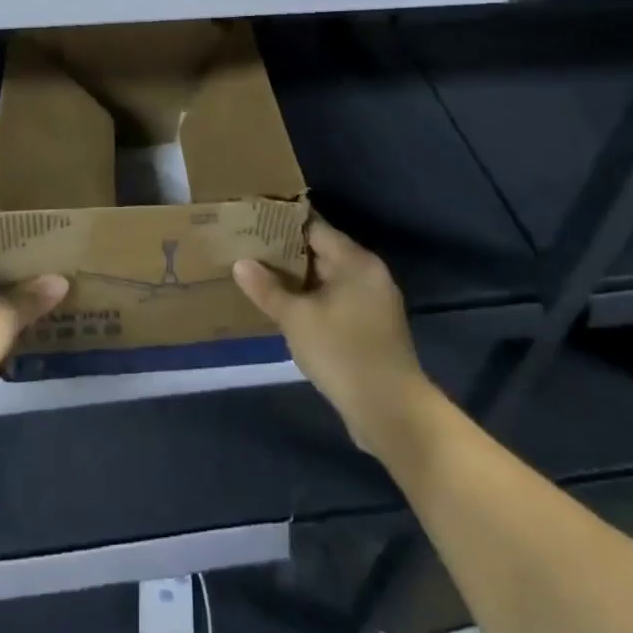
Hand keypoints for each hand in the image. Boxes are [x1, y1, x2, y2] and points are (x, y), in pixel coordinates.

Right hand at [232, 217, 433, 455]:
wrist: (391, 411)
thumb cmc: (342, 352)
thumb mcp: (296, 319)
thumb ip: (267, 289)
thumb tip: (241, 263)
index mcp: (355, 260)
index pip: (314, 227)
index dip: (282, 224)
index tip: (254, 221)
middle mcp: (369, 273)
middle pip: (322, 251)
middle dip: (287, 253)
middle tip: (250, 249)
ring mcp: (375, 302)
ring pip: (329, 279)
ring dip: (299, 280)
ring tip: (262, 277)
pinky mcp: (374, 328)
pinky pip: (338, 301)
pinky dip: (315, 300)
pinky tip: (289, 310)